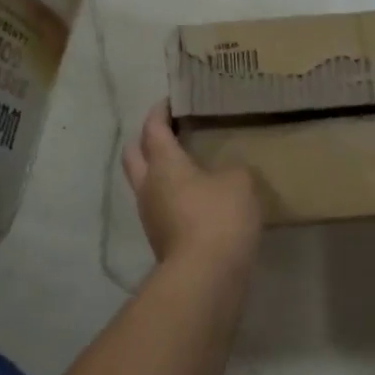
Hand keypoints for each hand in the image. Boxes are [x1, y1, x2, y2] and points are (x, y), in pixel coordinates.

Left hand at [123, 101, 262, 270]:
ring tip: (188, 167)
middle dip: (146, 140)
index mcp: (163, 163)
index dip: (159, 112)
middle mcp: (148, 187)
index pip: (153, 128)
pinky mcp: (162, 240)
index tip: (170, 100)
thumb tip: (226, 175)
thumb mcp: (239, 182)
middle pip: (134, 155)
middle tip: (169, 133)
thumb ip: (233, 170)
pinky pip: (163, 209)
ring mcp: (151, 217)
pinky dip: (174, 199)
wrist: (206, 274)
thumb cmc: (219, 216)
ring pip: (146, 185)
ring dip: (159, 173)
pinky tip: (198, 201)